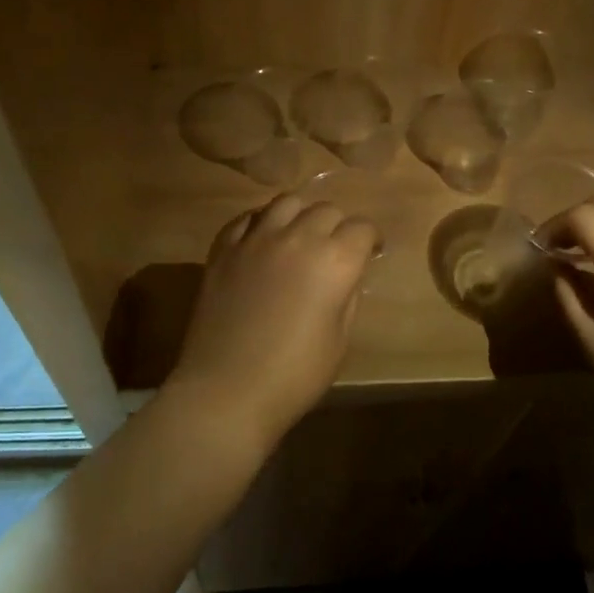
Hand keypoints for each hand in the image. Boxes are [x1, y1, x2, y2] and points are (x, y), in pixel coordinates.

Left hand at [168, 194, 378, 436]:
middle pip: (326, 209)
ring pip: (286, 202)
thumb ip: (347, 297)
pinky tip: (262, 243)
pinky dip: (260, 224)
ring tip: (297, 238)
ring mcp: (255, 239)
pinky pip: (246, 219)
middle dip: (337, 226)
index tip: (369, 254)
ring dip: (299, 216)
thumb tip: (345, 276)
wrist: (226, 390)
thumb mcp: (339, 340)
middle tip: (334, 252)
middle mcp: (297, 237)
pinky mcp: (223, 249)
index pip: (362, 228)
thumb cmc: (294, 376)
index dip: (370, 240)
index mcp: (335, 261)